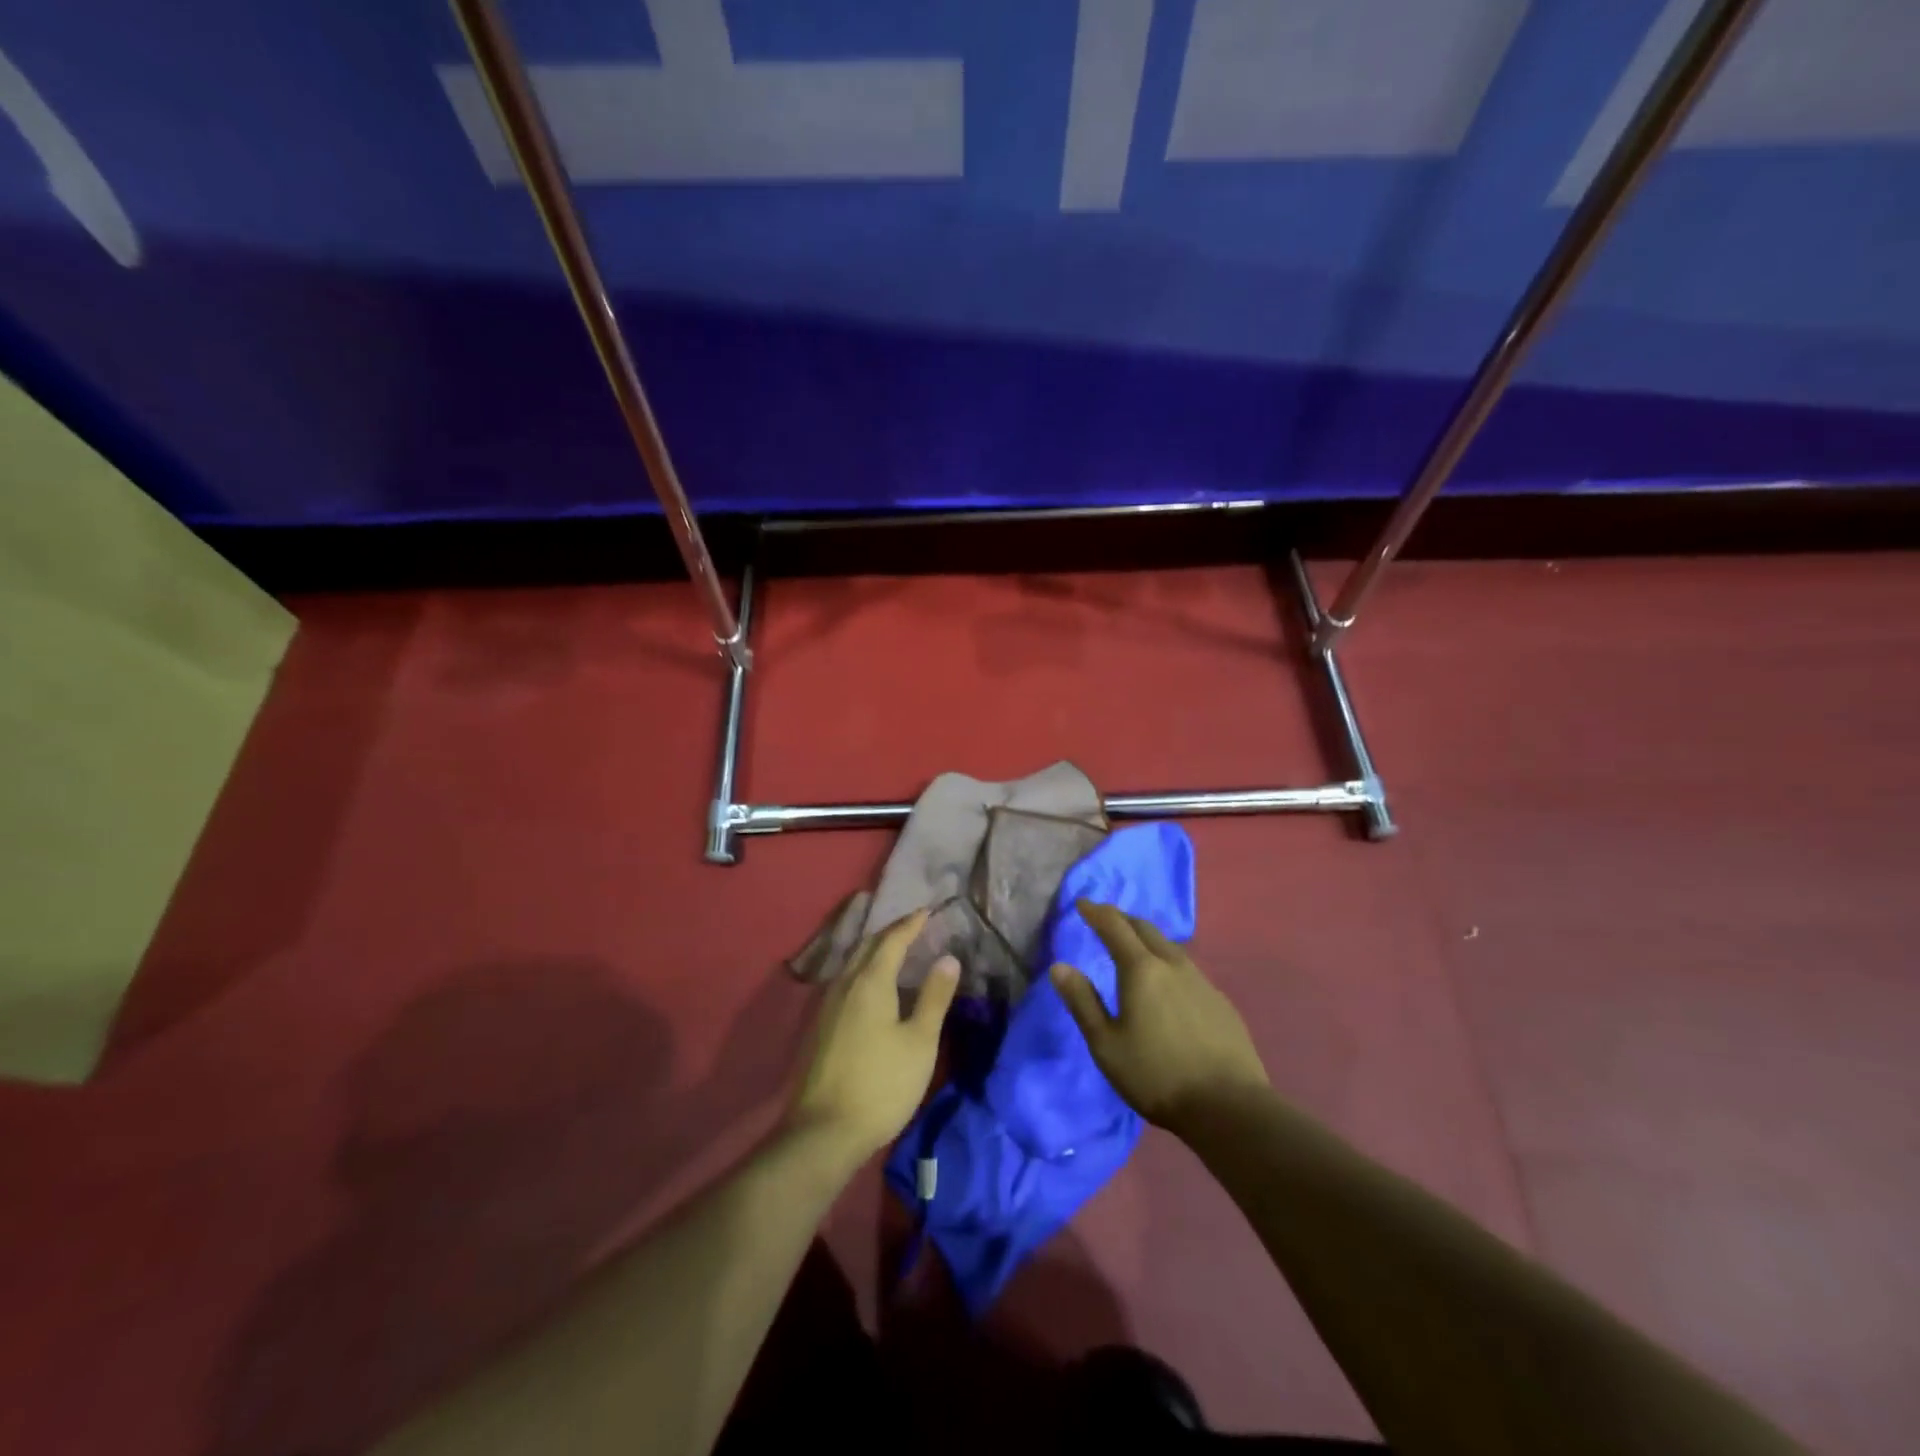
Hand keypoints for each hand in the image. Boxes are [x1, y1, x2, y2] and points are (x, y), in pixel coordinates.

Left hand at [789, 909, 959, 1162]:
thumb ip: (934, 997)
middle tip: (913, 927)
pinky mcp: (820, 1026)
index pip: (892, 940)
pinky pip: (845, 981)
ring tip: (896, 952)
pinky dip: (864, 971)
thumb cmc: (882, 1084)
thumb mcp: (920, 1042)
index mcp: (870, 981)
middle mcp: (844, 984)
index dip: (911, 924)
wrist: (824, 1131)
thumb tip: (948, 957)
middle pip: (867, 946)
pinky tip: (872, 987)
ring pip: (853, 963)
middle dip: (891, 933)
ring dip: (875, 951)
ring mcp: (827, 1005)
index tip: (927, 911)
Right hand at [1051, 899, 1268, 1135]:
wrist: (1229, 1106)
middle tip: (1106, 920)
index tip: (1082, 903)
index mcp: (1141, 970)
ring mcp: (1202, 982)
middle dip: (1122, 919)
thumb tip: (1059, 966)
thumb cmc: (1156, 1076)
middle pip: (1145, 929)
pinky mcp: (1221, 1002)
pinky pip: (1188, 969)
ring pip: (1170, 947)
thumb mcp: (1106, 1044)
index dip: (1096, 912)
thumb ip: (1082, 1002)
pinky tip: (1169, 984)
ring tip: (1135, 947)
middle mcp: (1173, 965)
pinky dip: (1169, 963)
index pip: (1115, 926)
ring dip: (1148, 939)